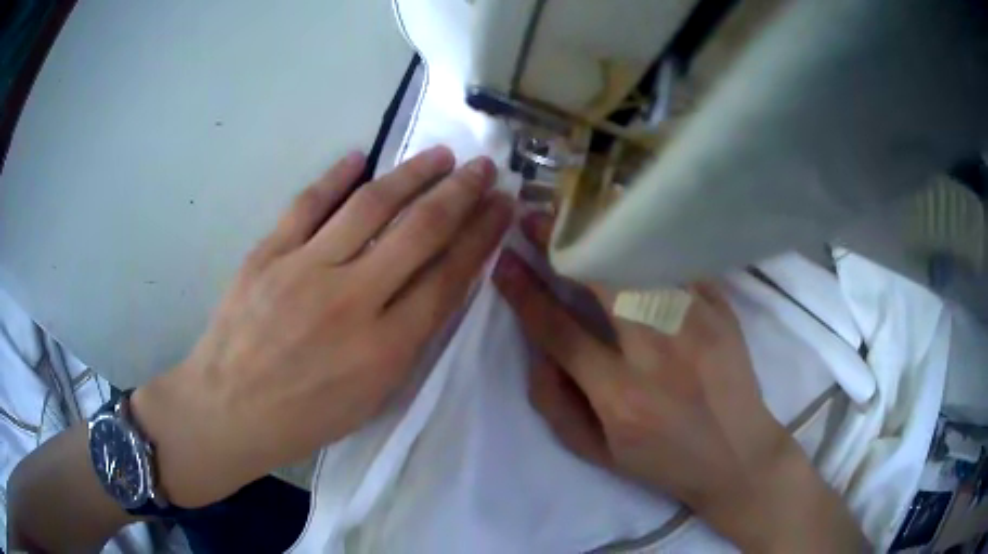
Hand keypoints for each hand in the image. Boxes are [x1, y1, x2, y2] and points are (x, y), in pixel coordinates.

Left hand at [132, 146, 512, 507]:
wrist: (227, 410)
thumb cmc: (304, 417)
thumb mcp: (371, 397)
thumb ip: (408, 341)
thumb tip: (436, 285)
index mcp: (384, 348)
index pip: (448, 277)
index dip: (482, 236)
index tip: (502, 207)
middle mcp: (350, 300)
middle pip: (419, 231)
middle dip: (460, 194)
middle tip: (484, 168)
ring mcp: (303, 270)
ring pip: (369, 206)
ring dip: (411, 174)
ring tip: (440, 155)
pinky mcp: (267, 254)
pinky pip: (306, 204)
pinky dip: (335, 176)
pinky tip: (360, 156)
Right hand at [493, 213, 865, 551]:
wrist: (737, 454)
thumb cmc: (663, 460)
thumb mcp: (597, 452)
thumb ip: (554, 403)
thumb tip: (536, 345)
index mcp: (621, 396)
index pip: (559, 331)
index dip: (524, 292)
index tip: (503, 262)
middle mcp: (658, 353)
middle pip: (603, 279)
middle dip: (561, 243)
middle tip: (535, 218)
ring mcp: (697, 324)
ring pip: (643, 259)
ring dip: (604, 231)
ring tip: (578, 212)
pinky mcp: (723, 310)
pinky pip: (680, 263)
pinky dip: (649, 241)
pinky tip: (632, 226)